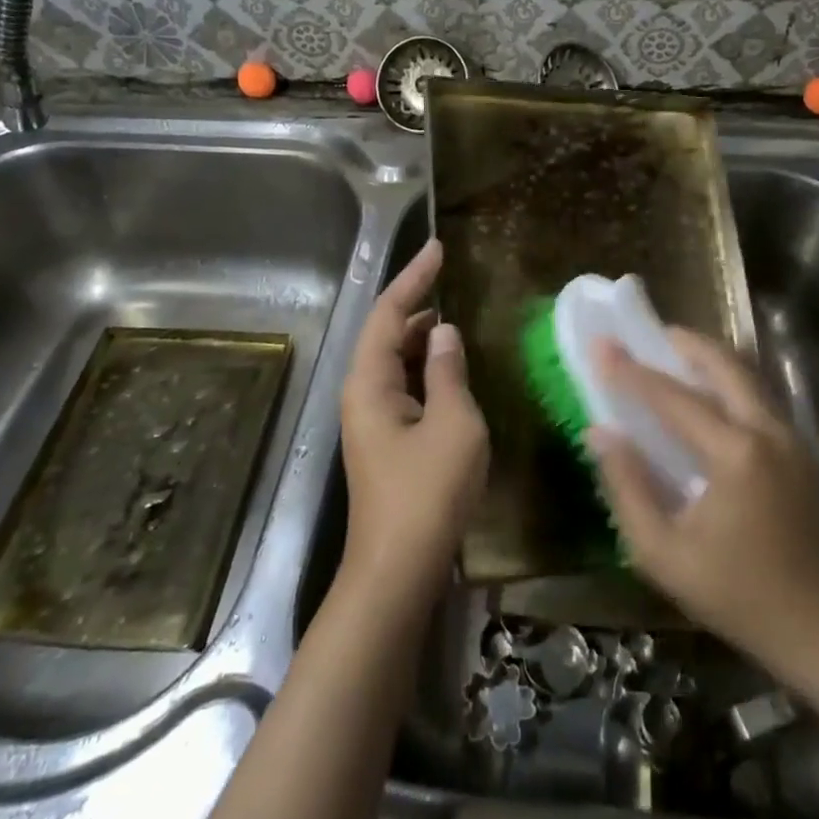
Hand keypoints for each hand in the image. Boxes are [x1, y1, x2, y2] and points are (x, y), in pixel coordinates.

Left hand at [338, 238, 488, 604]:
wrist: (398, 570)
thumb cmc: (427, 493)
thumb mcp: (453, 424)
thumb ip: (450, 372)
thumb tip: (446, 332)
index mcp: (370, 382)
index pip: (390, 313)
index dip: (414, 277)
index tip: (438, 248)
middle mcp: (363, 393)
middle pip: (387, 333)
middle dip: (416, 301)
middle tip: (448, 275)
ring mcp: (373, 419)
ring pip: (396, 361)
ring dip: (423, 336)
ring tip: (455, 315)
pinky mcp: (387, 440)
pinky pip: (405, 386)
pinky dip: (427, 367)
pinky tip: (451, 367)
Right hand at [587, 330, 818, 671]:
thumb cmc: (737, 596)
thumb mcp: (664, 554)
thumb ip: (627, 488)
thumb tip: (600, 433)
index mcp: (735, 455)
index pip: (673, 399)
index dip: (632, 372)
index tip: (601, 345)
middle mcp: (768, 432)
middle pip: (725, 365)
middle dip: (685, 343)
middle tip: (650, 334)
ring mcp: (792, 439)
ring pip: (747, 377)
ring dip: (709, 359)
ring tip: (674, 354)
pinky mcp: (802, 452)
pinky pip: (758, 399)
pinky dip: (728, 384)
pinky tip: (707, 398)